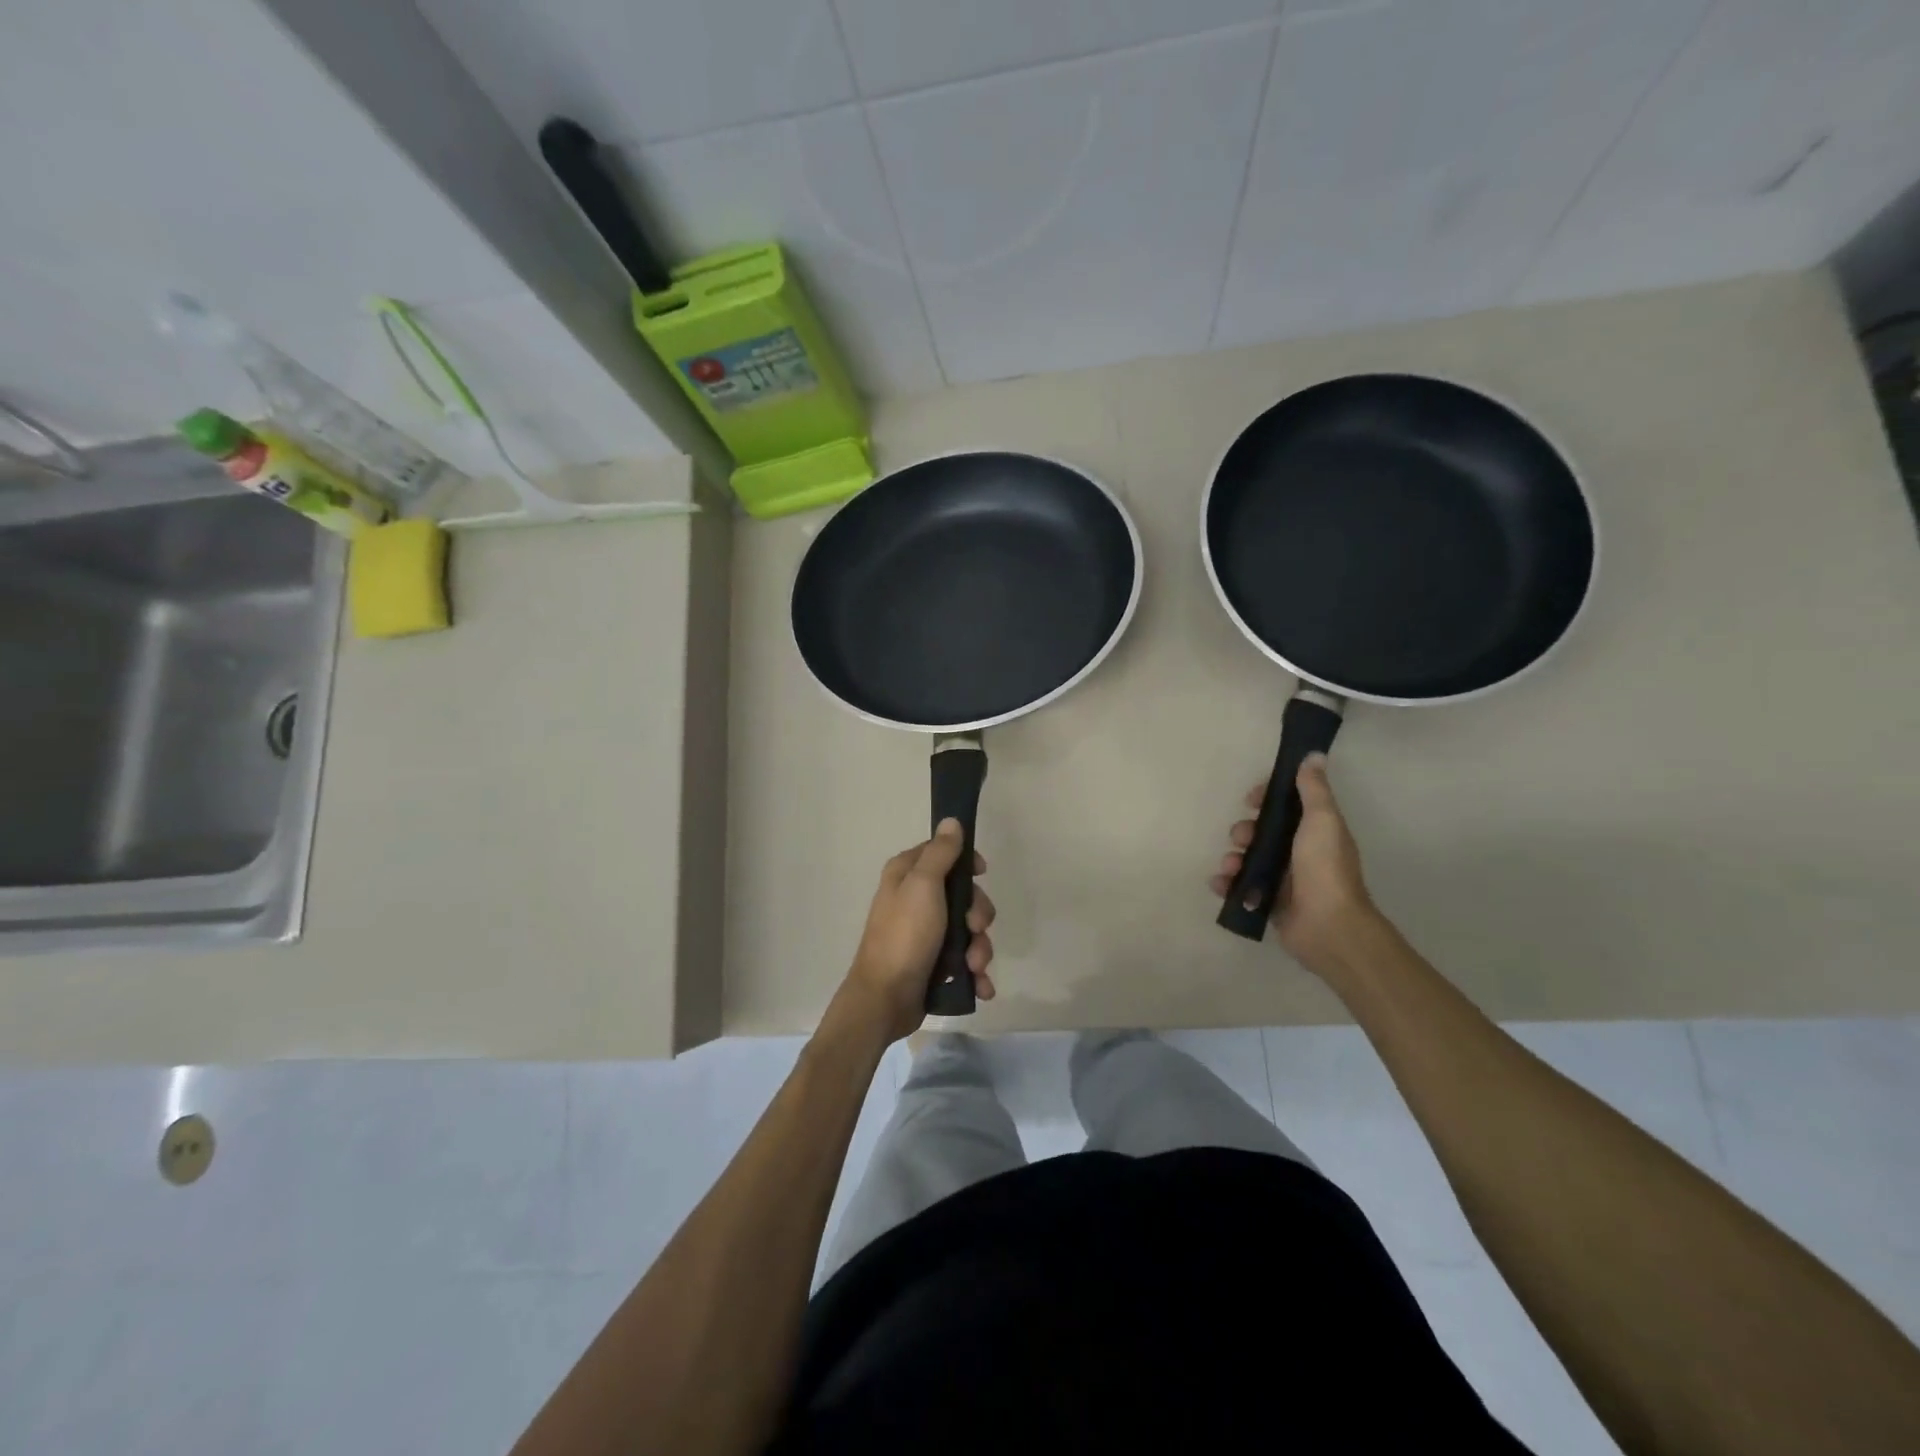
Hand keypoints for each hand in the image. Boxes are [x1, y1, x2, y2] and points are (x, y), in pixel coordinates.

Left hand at [843, 820, 996, 1041]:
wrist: (885, 999)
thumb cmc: (904, 936)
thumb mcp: (923, 886)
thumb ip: (940, 853)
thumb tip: (951, 821)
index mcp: (906, 875)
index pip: (943, 853)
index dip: (966, 863)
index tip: (982, 873)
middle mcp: (914, 900)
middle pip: (962, 895)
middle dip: (978, 916)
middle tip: (975, 929)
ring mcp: (924, 934)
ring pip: (968, 930)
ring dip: (979, 949)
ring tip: (973, 967)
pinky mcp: (933, 964)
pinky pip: (964, 961)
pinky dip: (975, 973)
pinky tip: (980, 986)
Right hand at [1210, 754, 1376, 975]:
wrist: (1327, 926)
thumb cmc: (1325, 868)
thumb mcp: (1322, 821)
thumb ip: (1314, 789)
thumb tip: (1313, 754)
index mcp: (1314, 831)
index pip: (1285, 806)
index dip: (1265, 799)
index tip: (1252, 800)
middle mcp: (1298, 853)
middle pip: (1261, 832)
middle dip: (1244, 831)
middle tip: (1241, 839)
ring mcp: (1282, 880)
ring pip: (1247, 859)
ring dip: (1232, 859)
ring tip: (1231, 868)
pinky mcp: (1267, 902)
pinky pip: (1239, 888)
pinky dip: (1226, 884)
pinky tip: (1221, 884)